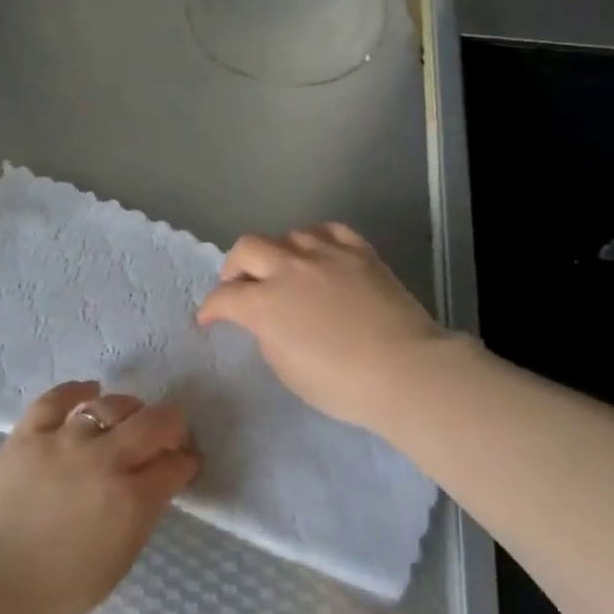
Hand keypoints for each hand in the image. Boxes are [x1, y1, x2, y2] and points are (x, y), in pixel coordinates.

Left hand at [0, 381, 199, 613]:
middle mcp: (104, 461)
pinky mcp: (28, 432)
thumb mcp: (113, 569)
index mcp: (130, 502)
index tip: (185, 463)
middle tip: (167, 436)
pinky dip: (79, 391)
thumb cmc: (49, 592)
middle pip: (154, 423)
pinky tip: (89, 392)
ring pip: (111, 404)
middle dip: (171, 425)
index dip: (186, 462)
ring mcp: (64, 441)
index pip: (174, 466)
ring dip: (130, 409)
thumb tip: (149, 491)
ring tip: (127, 418)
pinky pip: (58, 398)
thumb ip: (137, 523)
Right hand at [197, 224, 462, 433]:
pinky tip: (318, 254)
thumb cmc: (339, 384)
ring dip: (277, 252)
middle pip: (248, 248)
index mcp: (265, 303)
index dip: (211, 308)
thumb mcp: (286, 368)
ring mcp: (327, 254)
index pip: (224, 297)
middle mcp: (290, 268)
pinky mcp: (360, 252)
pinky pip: (329, 230)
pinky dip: (315, 240)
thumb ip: (267, 334)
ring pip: (288, 235)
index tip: (209, 319)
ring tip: (283, 270)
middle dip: (235, 267)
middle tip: (240, 286)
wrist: (404, 371)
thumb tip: (266, 318)